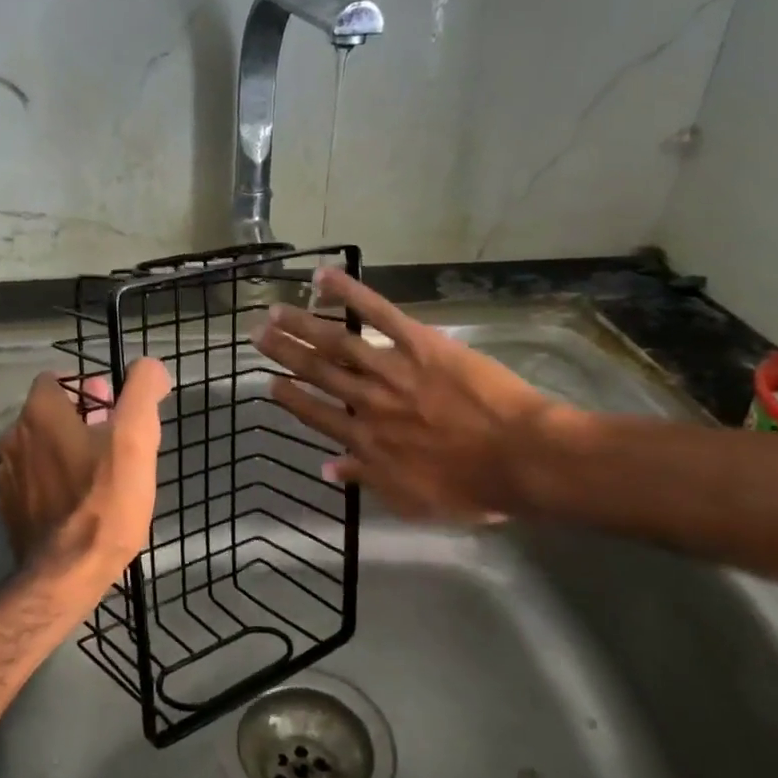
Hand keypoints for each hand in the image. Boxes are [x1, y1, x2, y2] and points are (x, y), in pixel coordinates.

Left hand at [0, 357, 169, 577]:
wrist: (67, 574)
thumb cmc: (105, 500)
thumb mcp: (137, 439)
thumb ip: (143, 392)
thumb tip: (149, 367)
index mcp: (40, 414)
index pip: (55, 379)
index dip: (85, 386)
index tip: (112, 405)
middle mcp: (14, 438)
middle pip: (48, 414)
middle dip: (79, 417)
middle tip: (113, 438)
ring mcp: (8, 477)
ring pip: (40, 449)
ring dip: (64, 450)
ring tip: (99, 471)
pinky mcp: (10, 510)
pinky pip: (33, 482)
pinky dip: (52, 482)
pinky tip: (77, 500)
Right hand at [251, 270, 564, 522]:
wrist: (519, 458)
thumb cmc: (471, 487)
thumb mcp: (412, 500)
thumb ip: (367, 479)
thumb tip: (327, 467)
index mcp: (366, 441)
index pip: (317, 415)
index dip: (291, 398)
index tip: (269, 383)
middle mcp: (367, 402)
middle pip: (317, 373)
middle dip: (285, 353)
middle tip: (258, 335)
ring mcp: (391, 369)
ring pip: (336, 343)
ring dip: (302, 325)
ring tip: (276, 310)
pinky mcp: (419, 343)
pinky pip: (379, 313)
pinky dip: (349, 293)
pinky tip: (324, 278)